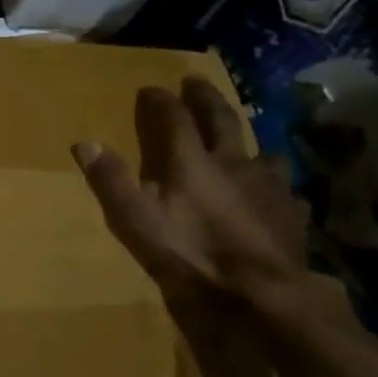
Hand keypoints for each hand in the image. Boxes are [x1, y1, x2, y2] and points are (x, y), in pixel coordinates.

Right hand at [74, 79, 310, 307]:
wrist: (262, 295)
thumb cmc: (191, 255)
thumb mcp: (136, 221)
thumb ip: (111, 181)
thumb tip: (84, 143)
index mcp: (192, 162)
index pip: (174, 119)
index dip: (160, 101)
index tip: (150, 89)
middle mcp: (234, 162)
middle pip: (221, 120)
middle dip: (205, 98)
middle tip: (196, 81)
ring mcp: (270, 186)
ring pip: (263, 151)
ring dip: (250, 141)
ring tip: (245, 142)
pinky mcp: (292, 213)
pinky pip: (285, 190)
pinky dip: (275, 187)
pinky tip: (274, 197)